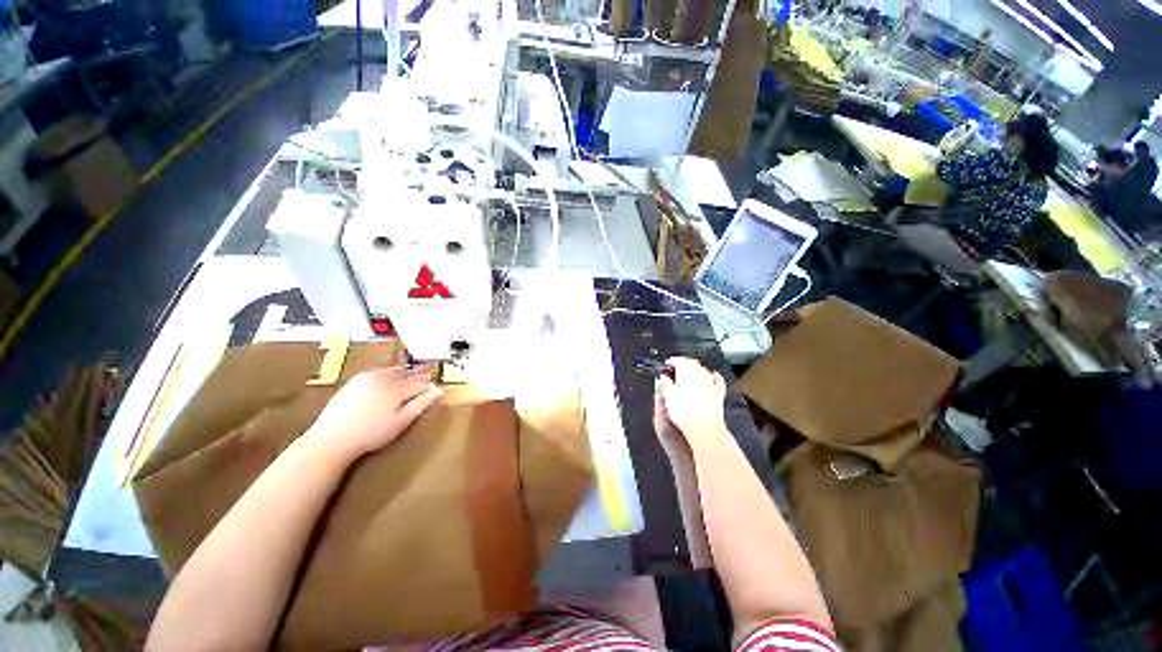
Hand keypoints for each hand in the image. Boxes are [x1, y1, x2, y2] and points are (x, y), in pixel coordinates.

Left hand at [306, 366, 442, 463]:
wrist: (331, 439)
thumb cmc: (371, 434)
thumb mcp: (401, 422)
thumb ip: (421, 404)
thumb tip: (438, 390)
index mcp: (396, 387)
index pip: (420, 381)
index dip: (429, 386)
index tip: (434, 391)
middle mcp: (383, 377)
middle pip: (406, 372)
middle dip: (416, 377)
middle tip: (421, 387)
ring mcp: (366, 377)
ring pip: (392, 370)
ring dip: (402, 375)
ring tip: (404, 386)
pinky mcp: (354, 381)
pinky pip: (377, 373)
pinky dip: (386, 376)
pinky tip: (384, 388)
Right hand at [656, 358, 728, 448]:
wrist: (704, 429)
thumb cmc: (683, 411)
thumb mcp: (668, 396)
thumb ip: (666, 383)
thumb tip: (663, 376)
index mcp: (687, 371)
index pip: (679, 360)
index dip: (671, 362)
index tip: (666, 366)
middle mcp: (700, 373)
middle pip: (691, 362)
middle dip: (683, 364)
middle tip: (674, 370)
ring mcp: (711, 382)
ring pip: (703, 369)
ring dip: (695, 369)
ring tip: (687, 375)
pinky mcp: (719, 393)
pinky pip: (717, 380)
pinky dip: (713, 376)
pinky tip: (713, 375)